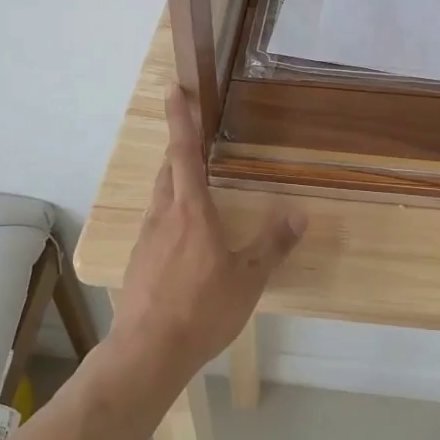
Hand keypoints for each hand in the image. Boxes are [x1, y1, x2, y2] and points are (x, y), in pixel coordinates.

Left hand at [109, 87, 305, 387]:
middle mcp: (163, 216)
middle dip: (179, 149)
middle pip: (168, 170)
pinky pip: (156, 224)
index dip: (180, 119)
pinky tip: (184, 239)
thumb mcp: (248, 278)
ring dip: (175, 183)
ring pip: (161, 197)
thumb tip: (300, 214)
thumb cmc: (202, 310)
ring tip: (195, 187)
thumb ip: (273, 244)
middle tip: (195, 138)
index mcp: (191, 211)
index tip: (173, 89)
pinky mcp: (138, 261)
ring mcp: (146, 239)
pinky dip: (171, 215)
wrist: (148, 351)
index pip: (184, 153)